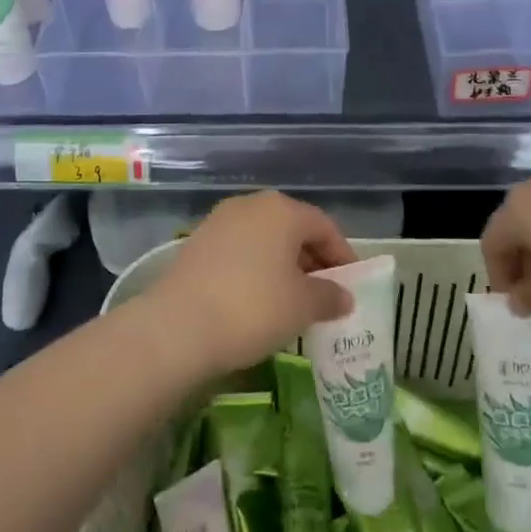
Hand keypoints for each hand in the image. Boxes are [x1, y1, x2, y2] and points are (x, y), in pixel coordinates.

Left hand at [144, 191, 356, 377]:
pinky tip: (258, 300)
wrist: (178, 326)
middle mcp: (250, 205)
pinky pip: (239, 251)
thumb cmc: (253, 307)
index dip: (343, 255)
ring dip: (283, 265)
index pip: (324, 226)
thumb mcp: (302, 306)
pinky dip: (256, 269)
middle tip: (325, 294)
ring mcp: (219, 222)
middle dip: (312, 260)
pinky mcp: (197, 243)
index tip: (352, 285)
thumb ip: (328, 296)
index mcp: (281, 209)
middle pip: (292, 228)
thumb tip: (343, 296)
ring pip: (264, 239)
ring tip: (293, 301)